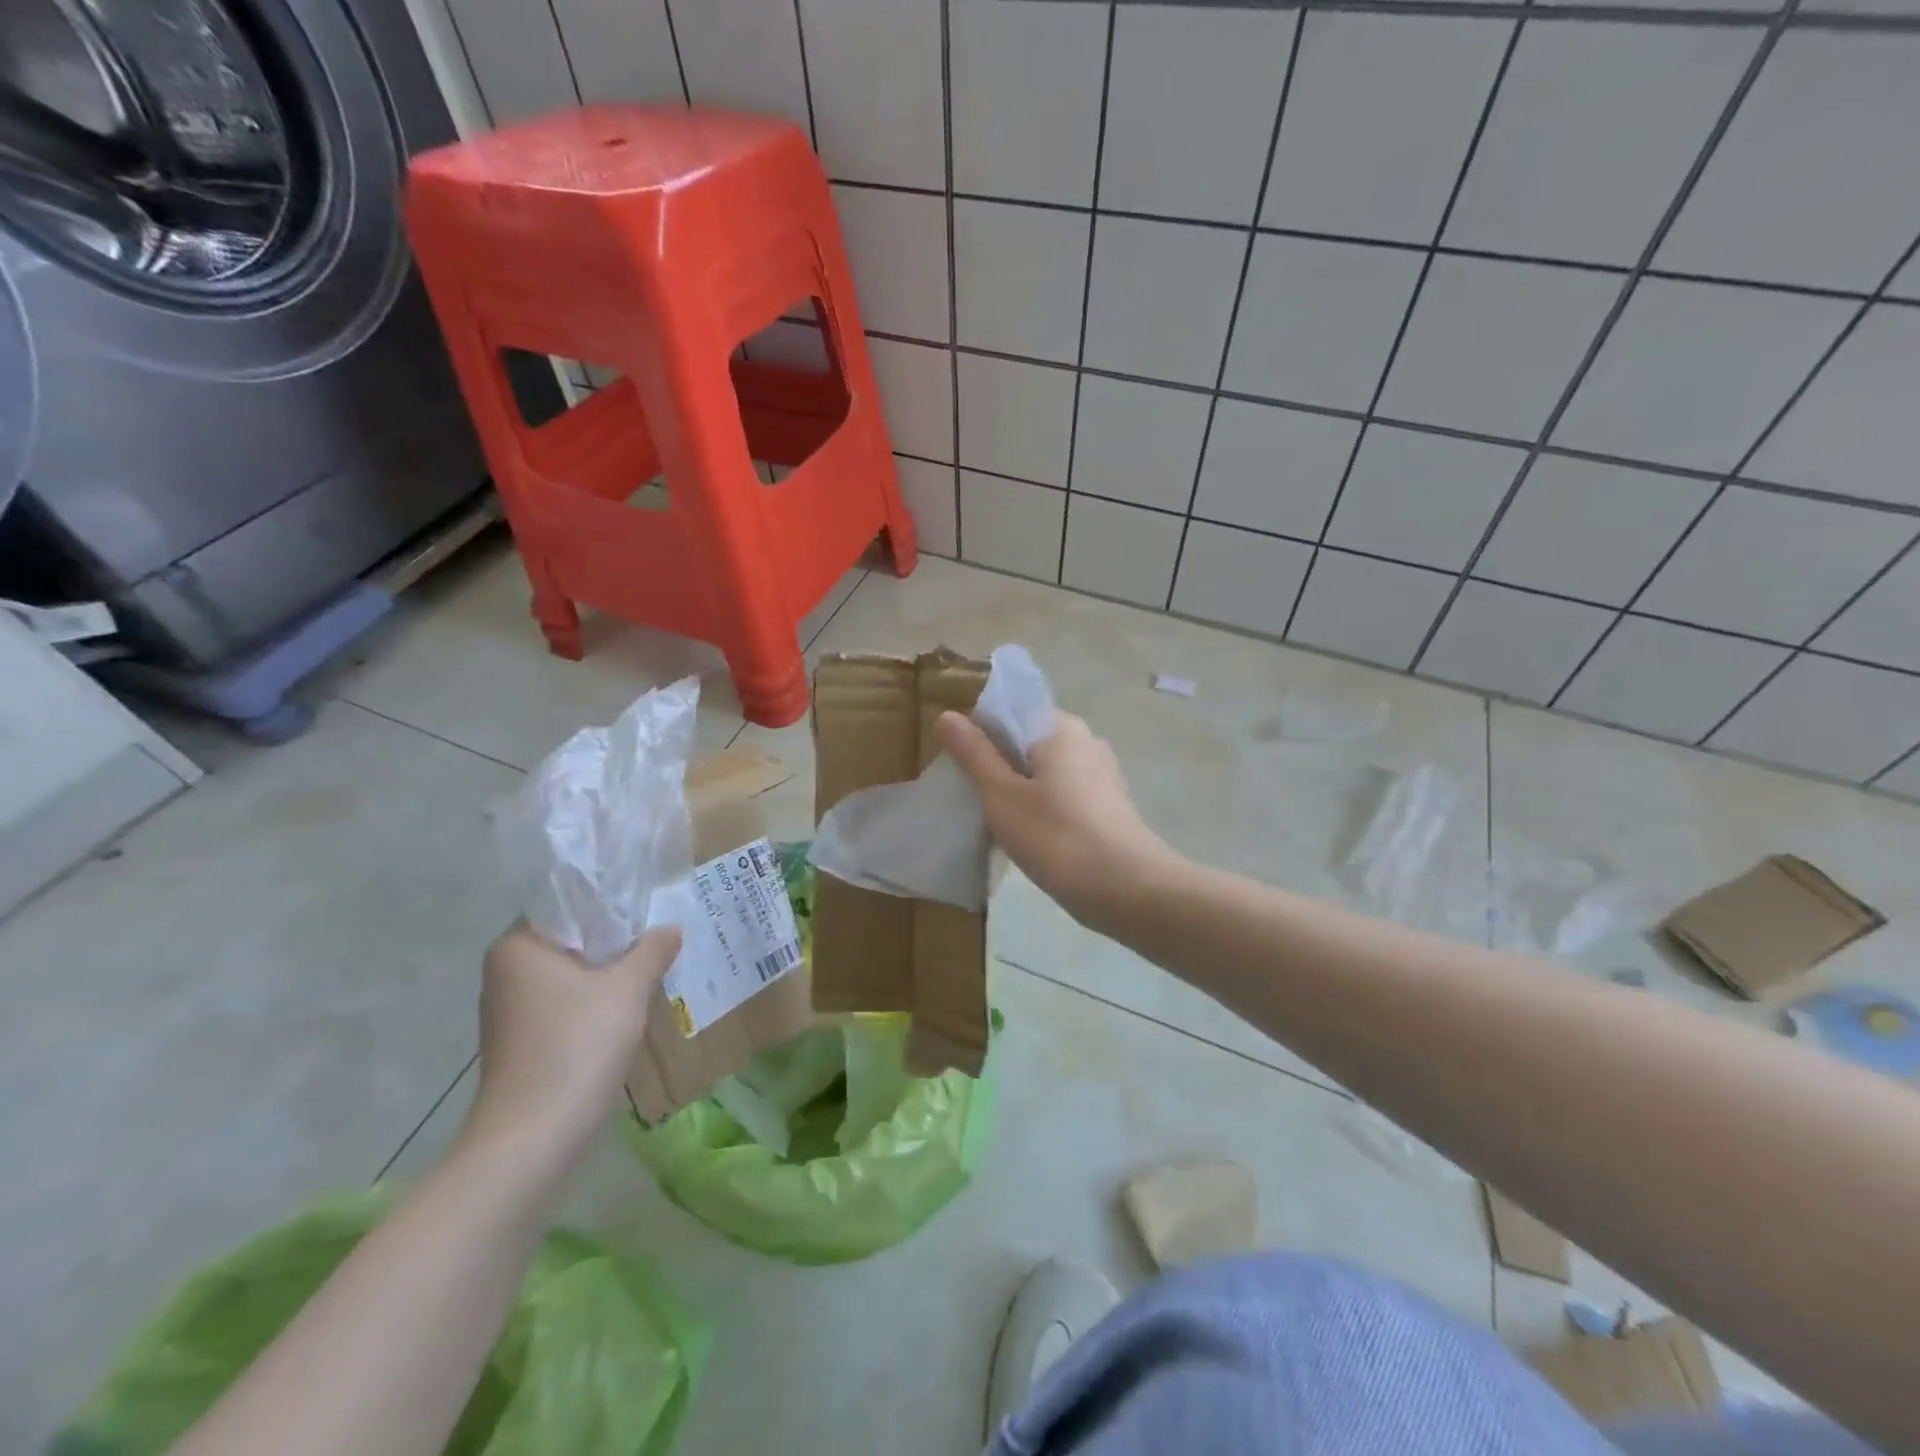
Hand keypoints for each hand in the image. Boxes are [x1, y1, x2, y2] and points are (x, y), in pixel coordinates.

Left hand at [462, 924, 681, 1191]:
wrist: (534, 1140)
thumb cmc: (576, 1047)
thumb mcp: (627, 989)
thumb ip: (652, 950)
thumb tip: (670, 929)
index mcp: (518, 947)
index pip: (568, 903)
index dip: (612, 899)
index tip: (651, 900)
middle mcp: (507, 973)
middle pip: (573, 939)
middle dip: (617, 938)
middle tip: (664, 930)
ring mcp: (514, 1012)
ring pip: (573, 974)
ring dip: (611, 972)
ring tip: (658, 963)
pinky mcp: (526, 1044)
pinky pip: (569, 1005)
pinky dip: (599, 1001)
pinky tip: (634, 1005)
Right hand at [936, 711, 1170, 931]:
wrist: (1127, 890)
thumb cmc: (1056, 836)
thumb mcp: (1002, 794)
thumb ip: (974, 754)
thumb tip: (948, 715)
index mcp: (1059, 727)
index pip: (1009, 711)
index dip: (978, 733)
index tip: (958, 766)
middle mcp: (1085, 741)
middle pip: (1027, 741)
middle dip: (997, 764)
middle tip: (969, 796)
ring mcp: (1101, 774)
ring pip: (1045, 770)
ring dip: (1018, 788)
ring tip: (993, 820)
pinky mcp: (1108, 805)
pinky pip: (1063, 794)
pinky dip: (1041, 806)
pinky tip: (1027, 836)